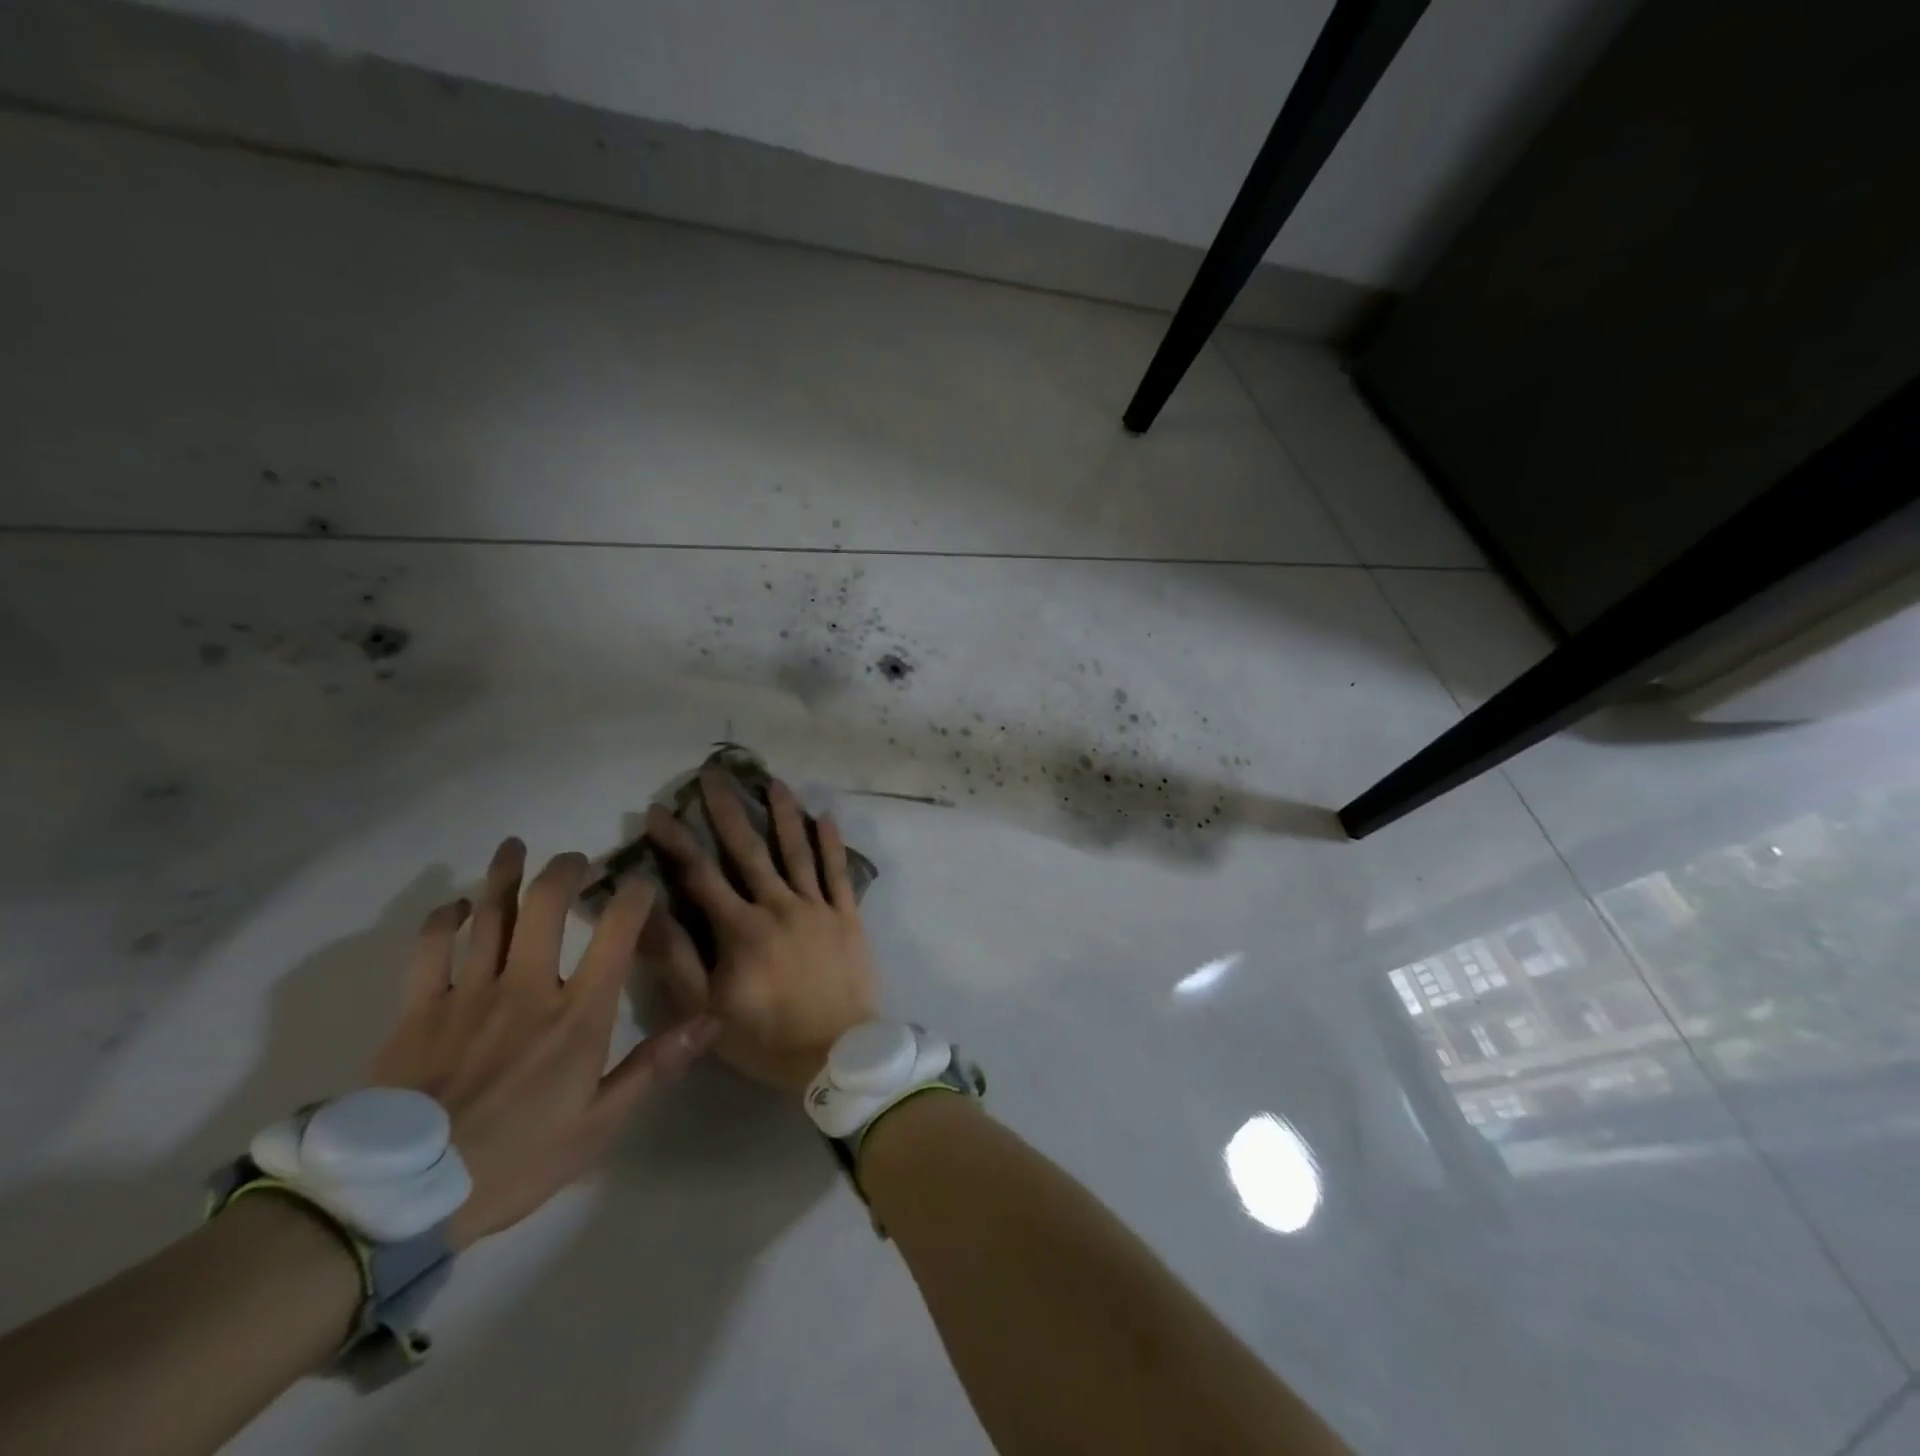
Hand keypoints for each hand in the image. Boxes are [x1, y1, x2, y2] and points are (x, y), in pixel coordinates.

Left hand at [368, 838, 718, 1249]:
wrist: (400, 1200)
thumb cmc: (516, 1161)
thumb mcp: (599, 1125)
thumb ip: (654, 1065)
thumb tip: (710, 1020)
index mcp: (577, 1015)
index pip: (616, 934)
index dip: (633, 897)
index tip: (641, 881)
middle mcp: (527, 988)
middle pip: (545, 906)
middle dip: (564, 871)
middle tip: (576, 859)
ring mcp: (468, 994)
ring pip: (488, 915)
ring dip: (504, 875)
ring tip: (514, 847)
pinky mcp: (418, 1011)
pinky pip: (430, 949)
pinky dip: (443, 920)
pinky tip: (455, 906)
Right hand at [640, 769, 878, 1095]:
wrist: (837, 1054)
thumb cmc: (766, 1038)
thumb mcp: (705, 1011)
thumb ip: (676, 960)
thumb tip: (646, 912)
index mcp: (741, 929)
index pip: (700, 875)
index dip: (676, 841)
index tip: (657, 810)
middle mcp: (779, 906)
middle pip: (750, 850)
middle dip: (728, 810)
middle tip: (714, 774)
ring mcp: (817, 907)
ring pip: (798, 851)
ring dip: (784, 814)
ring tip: (773, 782)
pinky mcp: (848, 915)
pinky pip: (839, 872)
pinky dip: (832, 843)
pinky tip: (826, 816)